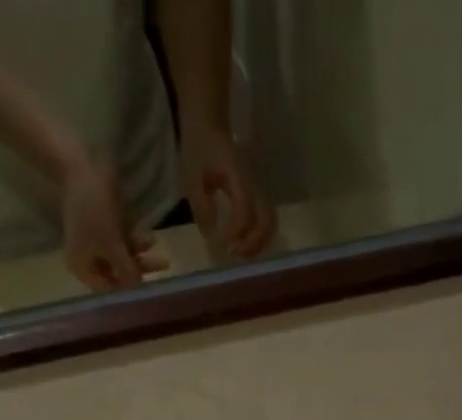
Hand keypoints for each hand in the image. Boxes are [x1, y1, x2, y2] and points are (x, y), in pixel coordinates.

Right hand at [61, 153, 166, 290]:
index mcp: (83, 268)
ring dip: (141, 255)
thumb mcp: (112, 245)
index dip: (127, 291)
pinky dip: (136, 242)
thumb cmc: (93, 211)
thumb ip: (126, 269)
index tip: (148, 291)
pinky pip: (124, 242)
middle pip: (118, 273)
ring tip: (159, 248)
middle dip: (140, 270)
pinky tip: (150, 238)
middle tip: (163, 266)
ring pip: (123, 258)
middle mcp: (89, 260)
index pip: (108, 289)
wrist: (81, 168)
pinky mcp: (106, 230)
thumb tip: (138, 288)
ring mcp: (98, 245)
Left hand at [179, 127, 275, 259]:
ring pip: (269, 225)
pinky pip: (263, 222)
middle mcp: (254, 185)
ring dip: (257, 244)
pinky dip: (256, 238)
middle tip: (233, 253)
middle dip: (252, 244)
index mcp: (239, 178)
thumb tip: (210, 236)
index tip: (219, 243)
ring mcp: (258, 190)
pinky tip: (240, 243)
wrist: (209, 123)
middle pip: (267, 222)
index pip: (245, 212)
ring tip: (237, 252)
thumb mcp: (193, 176)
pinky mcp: (256, 196)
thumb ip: (201, 206)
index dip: (234, 232)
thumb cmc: (199, 148)